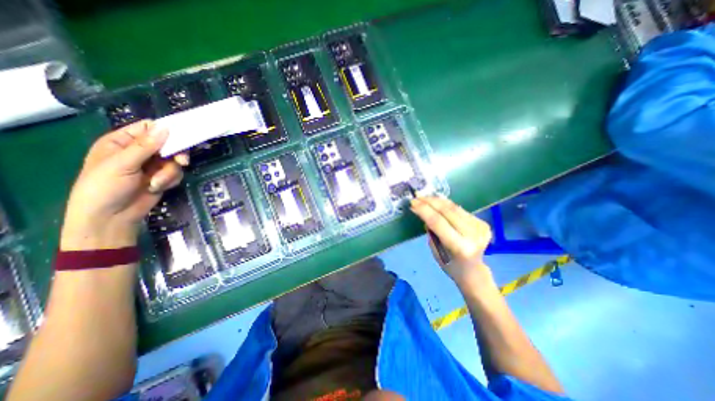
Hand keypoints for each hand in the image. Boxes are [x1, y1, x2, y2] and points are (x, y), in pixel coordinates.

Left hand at [60, 118, 186, 250]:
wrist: (112, 216)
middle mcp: (140, 152)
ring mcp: (153, 165)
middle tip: (181, 162)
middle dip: (175, 155)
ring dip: (169, 173)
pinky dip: (170, 180)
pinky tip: (157, 187)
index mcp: (122, 142)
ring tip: (156, 183)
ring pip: (175, 161)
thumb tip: (165, 128)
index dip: (165, 130)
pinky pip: (176, 174)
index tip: (181, 136)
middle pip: (168, 144)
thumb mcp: (122, 164)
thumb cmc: (105, 187)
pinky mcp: (163, 177)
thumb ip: (145, 146)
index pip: (148, 128)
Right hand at [410, 198, 495, 290]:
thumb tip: (425, 212)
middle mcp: (473, 235)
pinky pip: (460, 210)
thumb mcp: (435, 250)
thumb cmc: (450, 265)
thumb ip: (432, 231)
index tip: (413, 203)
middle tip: (417, 196)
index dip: (424, 210)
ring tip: (425, 197)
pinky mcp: (482, 223)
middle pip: (448, 211)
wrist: (473, 271)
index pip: (438, 222)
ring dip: (438, 201)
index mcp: (460, 247)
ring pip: (455, 208)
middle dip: (430, 202)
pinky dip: (447, 205)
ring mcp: (480, 228)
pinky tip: (437, 202)